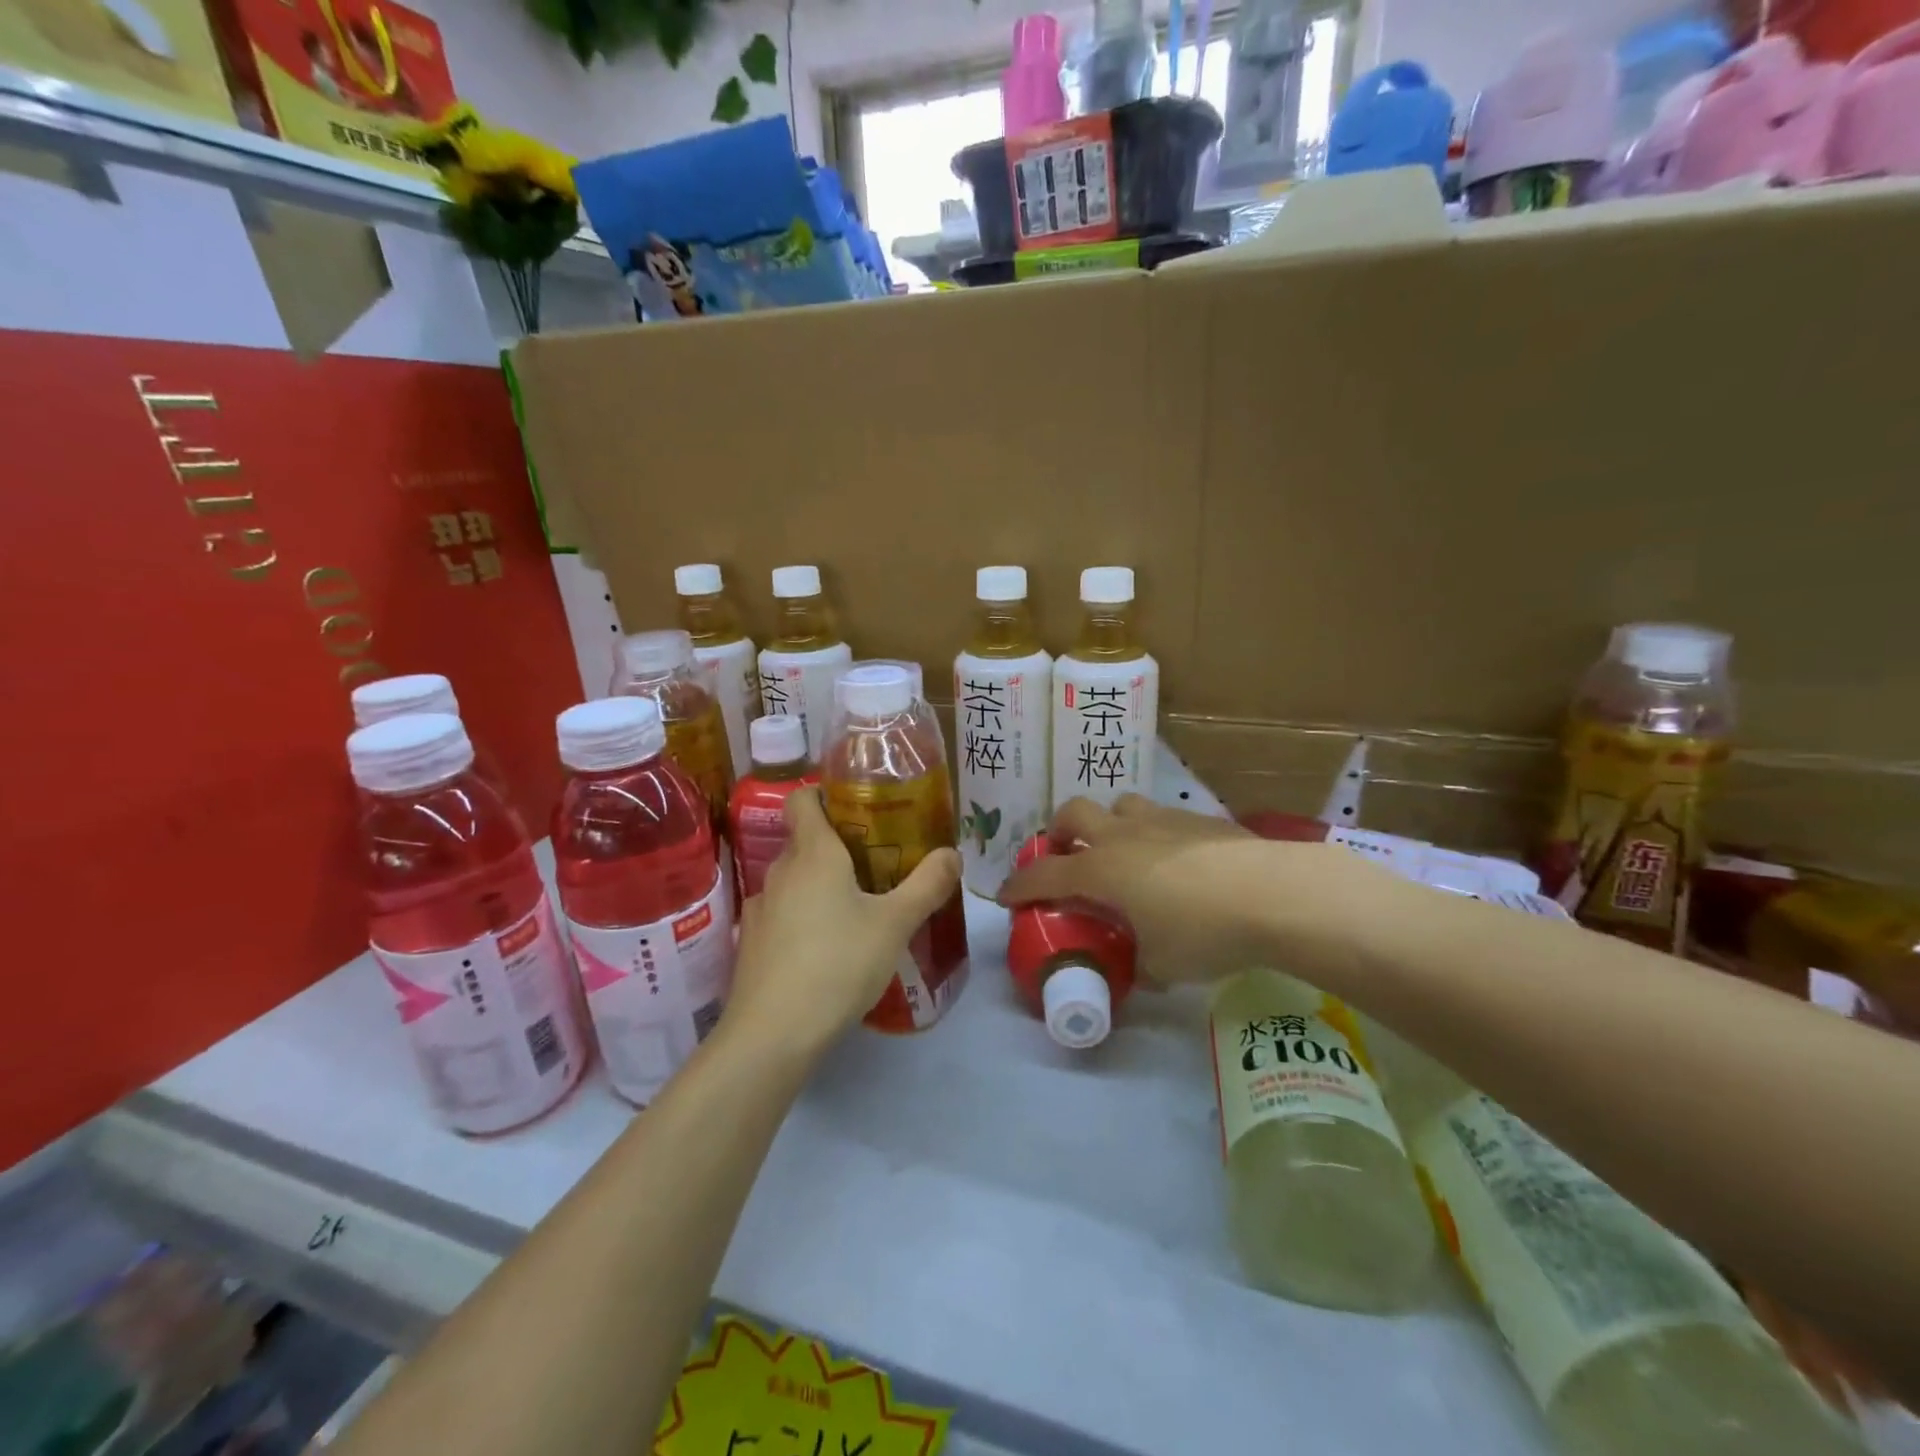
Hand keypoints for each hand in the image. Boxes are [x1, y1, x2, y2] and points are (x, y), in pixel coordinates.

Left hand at [726, 787, 960, 1053]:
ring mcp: (760, 909)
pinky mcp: (751, 944)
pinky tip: (827, 951)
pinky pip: (782, 916)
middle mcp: (780, 872)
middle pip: (805, 842)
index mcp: (813, 854)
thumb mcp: (895, 924)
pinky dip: (803, 920)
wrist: (772, 1034)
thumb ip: (927, 885)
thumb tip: (953, 853)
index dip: (825, 795)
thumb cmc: (838, 963)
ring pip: (794, 882)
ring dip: (821, 887)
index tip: (857, 809)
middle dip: (838, 848)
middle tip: (878, 866)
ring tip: (856, 912)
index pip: (803, 799)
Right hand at [999, 795, 1388, 986]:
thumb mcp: (1162, 964)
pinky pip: (1160, 816)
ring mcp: (1161, 820)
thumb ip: (1141, 963)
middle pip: (1072, 814)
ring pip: (1119, 805)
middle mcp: (1122, 836)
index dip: (1019, 886)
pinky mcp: (1198, 818)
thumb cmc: (1204, 932)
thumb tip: (1142, 967)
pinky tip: (1176, 862)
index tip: (1006, 897)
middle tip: (1067, 857)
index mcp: (1101, 871)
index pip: (1043, 874)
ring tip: (1123, 853)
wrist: (1274, 894)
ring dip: (1109, 825)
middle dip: (1059, 833)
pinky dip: (1153, 834)